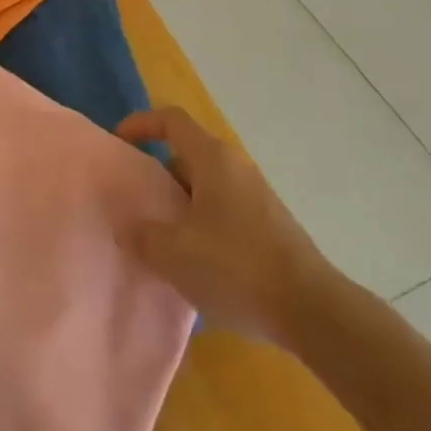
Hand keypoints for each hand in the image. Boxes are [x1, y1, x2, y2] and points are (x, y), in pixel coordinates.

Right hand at [116, 107, 336, 342]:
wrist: (311, 310)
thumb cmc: (236, 267)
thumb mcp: (174, 254)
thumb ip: (142, 234)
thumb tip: (128, 225)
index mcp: (212, 158)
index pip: (171, 120)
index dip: (141, 123)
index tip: (119, 143)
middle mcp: (235, 166)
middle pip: (187, 154)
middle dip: (157, 174)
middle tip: (135, 203)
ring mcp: (255, 196)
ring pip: (205, 185)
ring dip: (179, 204)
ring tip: (159, 238)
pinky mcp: (268, 225)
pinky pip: (223, 209)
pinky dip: (201, 223)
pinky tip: (194, 262)